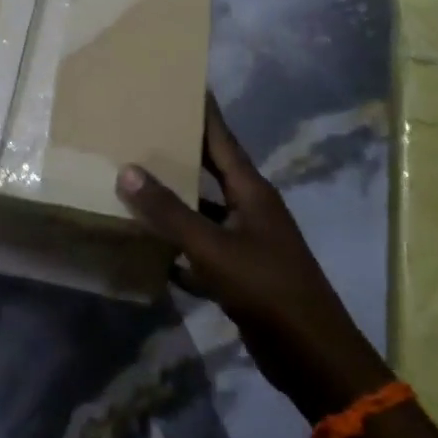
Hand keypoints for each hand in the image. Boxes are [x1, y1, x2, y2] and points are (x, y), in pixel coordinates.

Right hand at [116, 100, 388, 422]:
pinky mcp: (240, 275)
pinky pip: (202, 250)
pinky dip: (178, 248)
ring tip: (134, 183)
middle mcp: (250, 209)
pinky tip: (149, 248)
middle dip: (180, 152)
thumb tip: (127, 170)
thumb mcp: (212, 247)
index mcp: (251, 191)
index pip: (222, 139)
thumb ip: (169, 211)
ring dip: (174, 202)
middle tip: (142, 129)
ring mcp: (246, 243)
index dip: (203, 112)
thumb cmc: (265, 288)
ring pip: (203, 212)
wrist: (310, 354)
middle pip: (210, 172)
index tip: (182, 83)